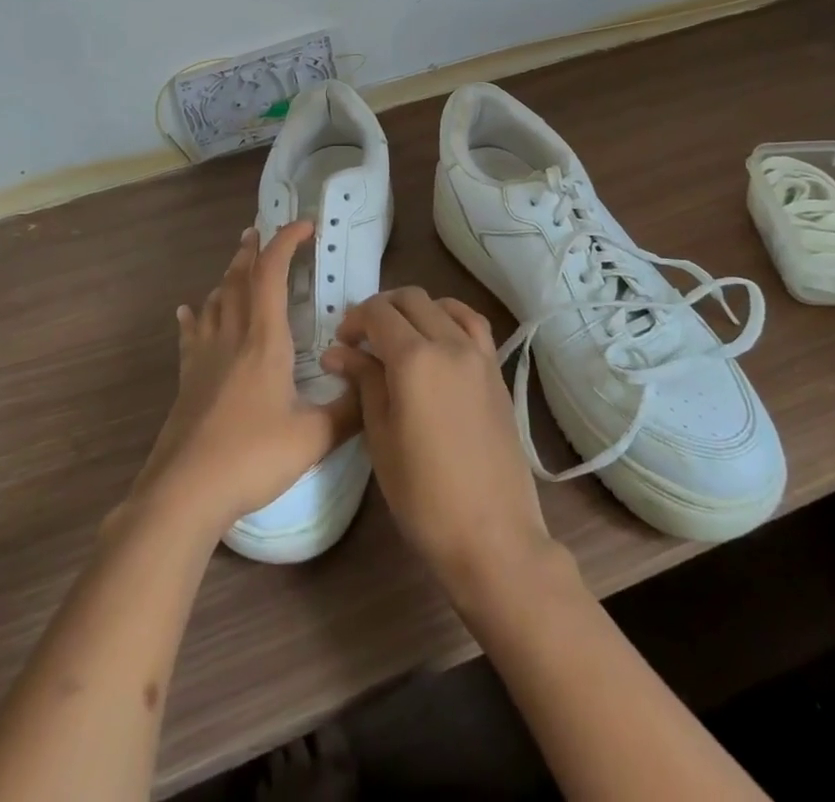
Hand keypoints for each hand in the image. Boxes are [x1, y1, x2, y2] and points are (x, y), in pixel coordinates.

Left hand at [129, 223, 358, 538]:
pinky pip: (191, 335)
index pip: (272, 273)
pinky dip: (193, 316)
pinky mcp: (188, 380)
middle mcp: (232, 336)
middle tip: (259, 231)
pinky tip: (187, 311)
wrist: (184, 491)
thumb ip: (350, 410)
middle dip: (252, 251)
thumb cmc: (251, 457)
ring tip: (237, 264)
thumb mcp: (313, 437)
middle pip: (239, 278)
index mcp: (264, 339)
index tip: (305, 226)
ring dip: (228, 276)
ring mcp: (205, 356)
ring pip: (215, 301)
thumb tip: (376, 387)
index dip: (286, 242)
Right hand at [321, 289, 556, 598]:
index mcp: (414, 359)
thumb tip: (339, 352)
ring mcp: (478, 354)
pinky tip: (438, 337)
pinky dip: (450, 316)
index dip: (354, 320)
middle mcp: (449, 343)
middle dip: (380, 310)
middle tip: (362, 340)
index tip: (341, 344)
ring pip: (441, 305)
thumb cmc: (424, 495)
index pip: (378, 313)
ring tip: (398, 337)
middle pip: (410, 299)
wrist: (492, 534)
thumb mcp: (381, 437)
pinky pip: (472, 323)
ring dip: (414, 309)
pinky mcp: (496, 371)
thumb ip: (364, 382)